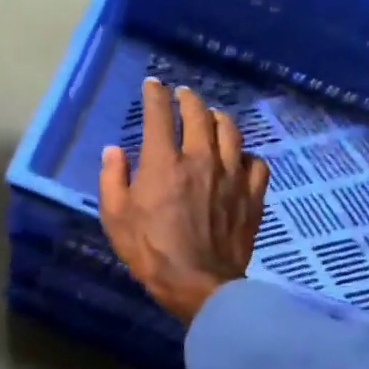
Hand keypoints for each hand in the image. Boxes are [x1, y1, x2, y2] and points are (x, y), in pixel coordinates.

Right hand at [98, 78, 268, 323]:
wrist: (198, 284)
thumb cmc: (150, 251)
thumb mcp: (115, 217)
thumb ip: (112, 179)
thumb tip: (114, 150)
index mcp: (163, 163)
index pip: (159, 115)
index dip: (155, 95)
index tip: (152, 84)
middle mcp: (200, 159)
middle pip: (198, 114)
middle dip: (188, 99)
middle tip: (182, 95)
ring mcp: (231, 175)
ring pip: (230, 131)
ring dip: (218, 118)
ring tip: (212, 116)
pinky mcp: (251, 194)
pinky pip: (256, 162)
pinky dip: (245, 153)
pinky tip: (238, 157)